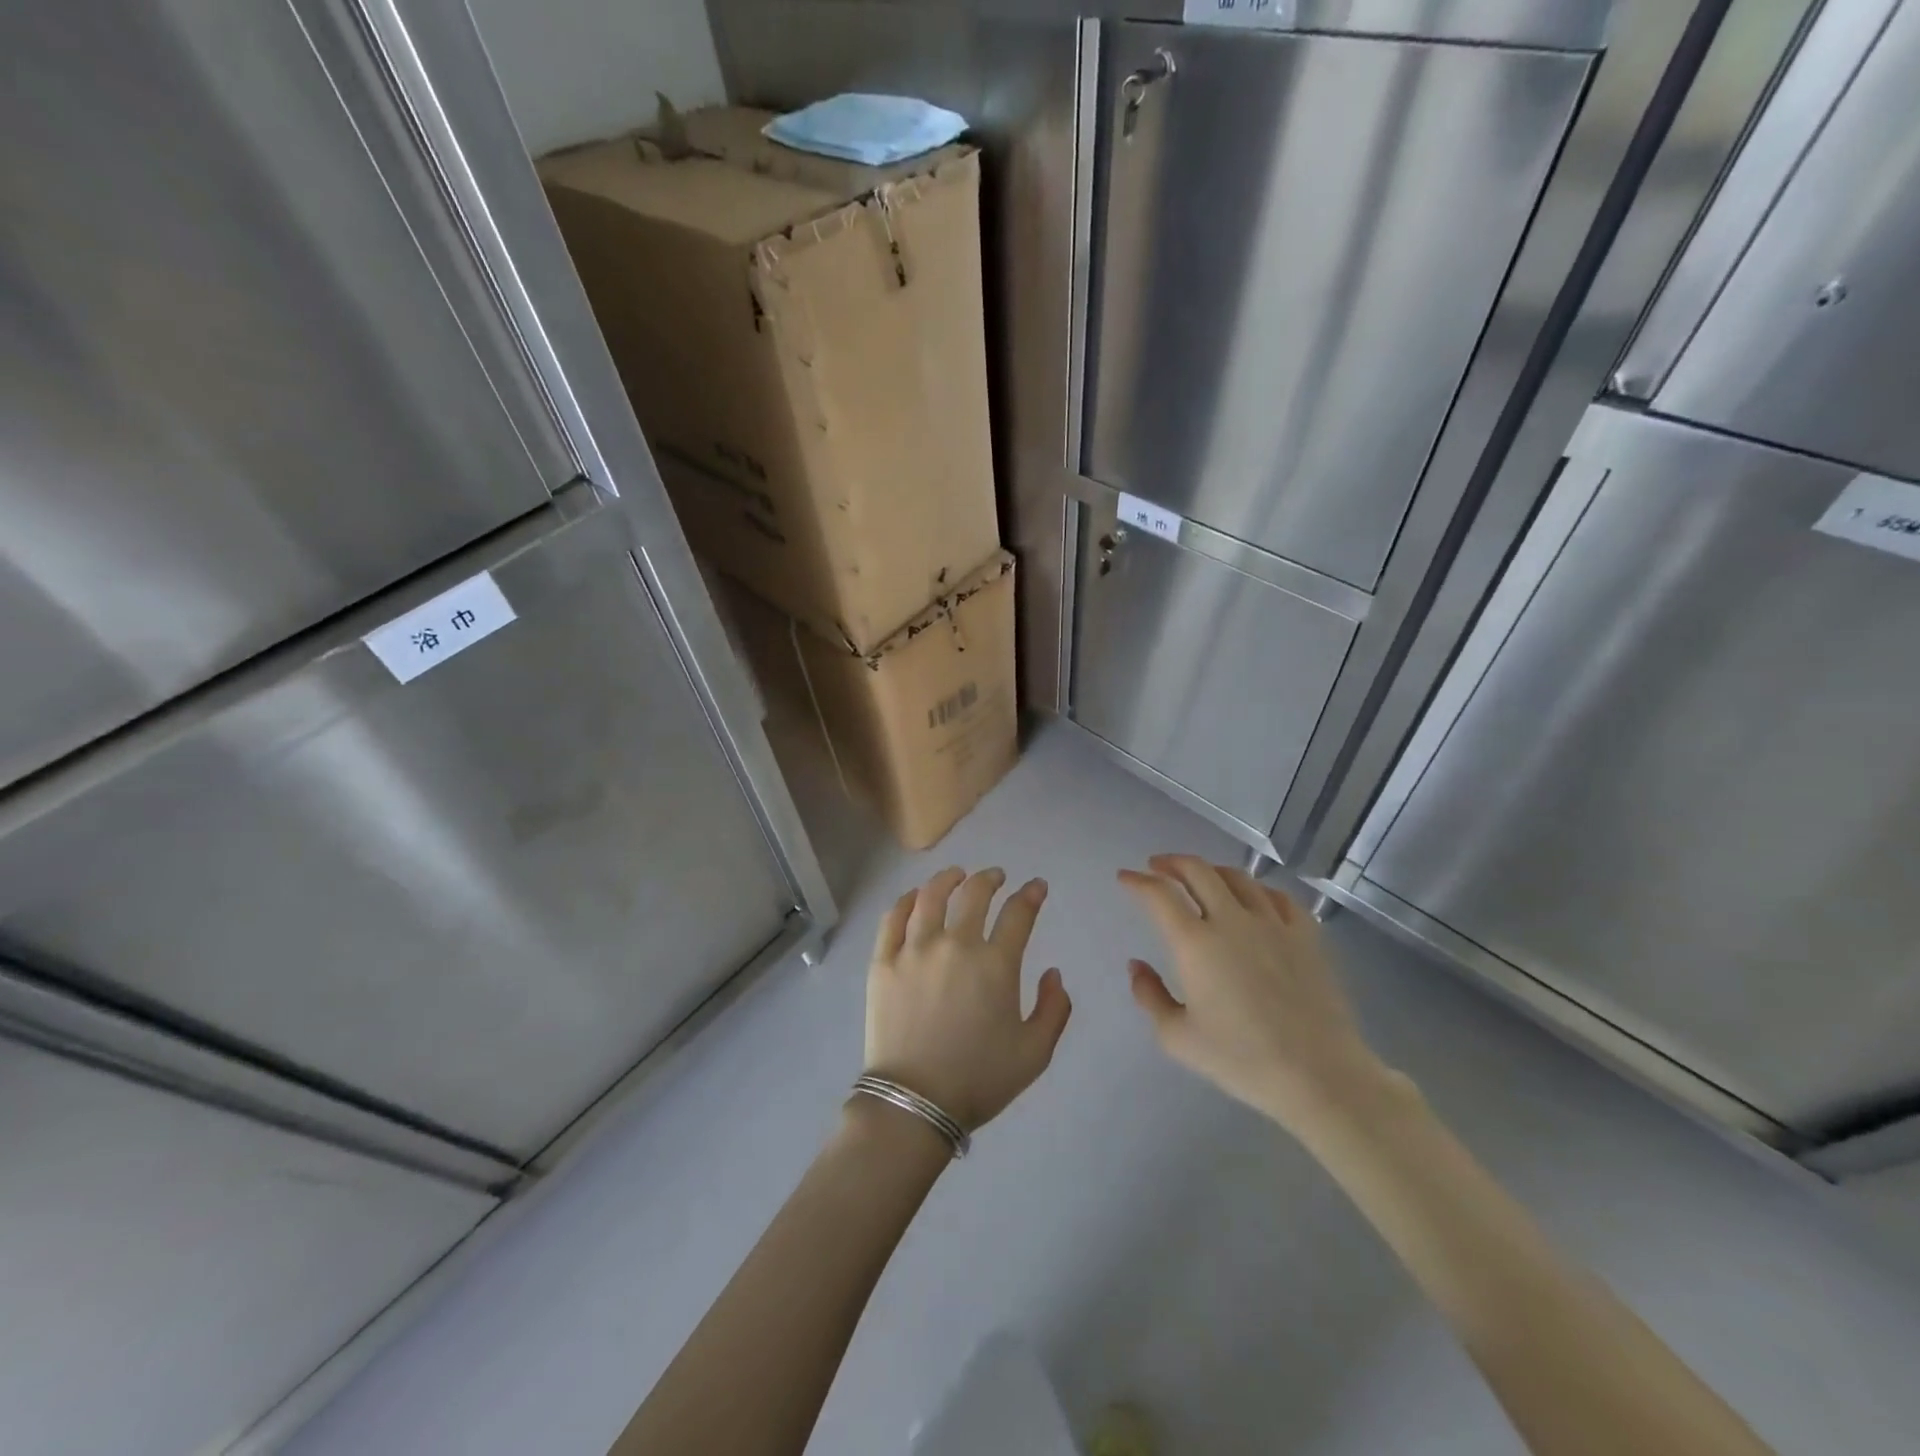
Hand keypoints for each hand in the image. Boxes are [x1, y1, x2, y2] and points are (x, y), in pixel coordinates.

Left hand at [864, 866, 1071, 1132]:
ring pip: (930, 896)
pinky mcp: (883, 962)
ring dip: (948, 879)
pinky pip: (893, 918)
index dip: (1031, 894)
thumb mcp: (1035, 1054)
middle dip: (990, 878)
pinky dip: (906, 900)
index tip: (1036, 886)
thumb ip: (1054, 1009)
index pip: (1018, 913)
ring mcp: (915, 950)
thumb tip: (1052, 973)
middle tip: (995, 876)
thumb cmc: (979, 1080)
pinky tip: (914, 897)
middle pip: (974, 894)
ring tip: (956, 875)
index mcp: (995, 965)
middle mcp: (955, 945)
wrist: (915, 1103)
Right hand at [1119, 855, 1397, 1141]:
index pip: (1159, 895)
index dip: (1137, 881)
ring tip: (1201, 877)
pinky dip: (1257, 889)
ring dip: (1211, 870)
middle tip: (1157, 866)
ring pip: (1238, 877)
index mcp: (1195, 943)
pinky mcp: (1306, 935)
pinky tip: (1254, 898)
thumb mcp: (1178, 1038)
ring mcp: (1273, 924)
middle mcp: (1231, 920)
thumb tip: (1136, 965)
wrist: (1319, 1075)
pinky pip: (1278, 896)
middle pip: (1197, 871)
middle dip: (1171, 863)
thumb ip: (1149, 996)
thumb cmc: (1241, 1060)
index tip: (1125, 877)